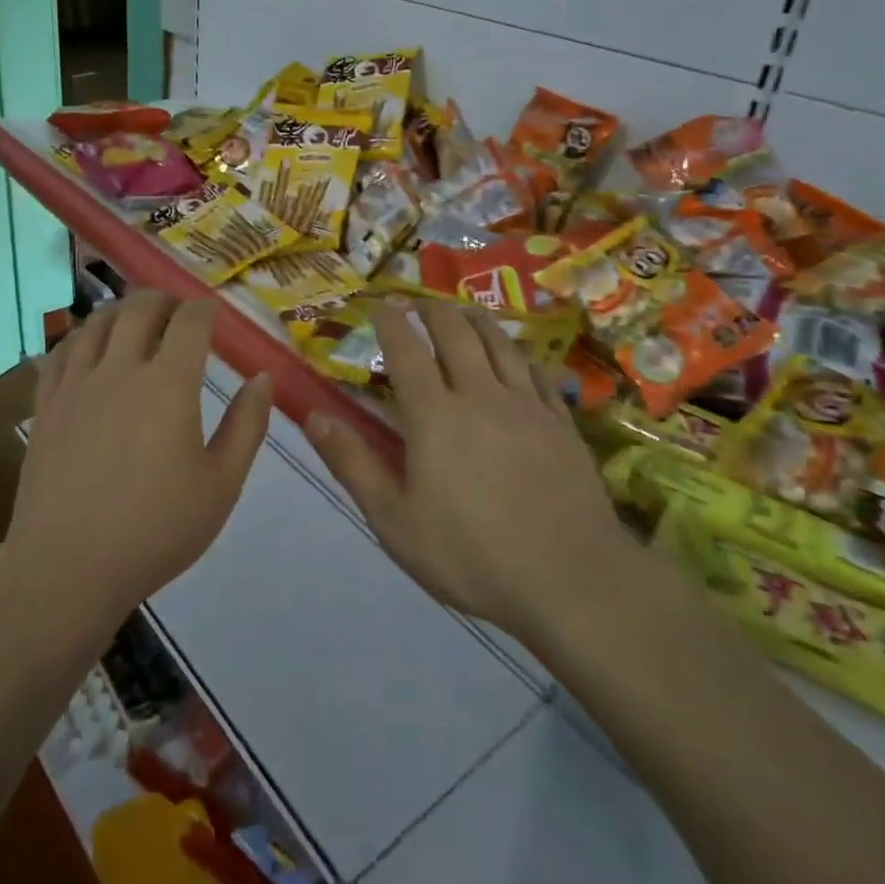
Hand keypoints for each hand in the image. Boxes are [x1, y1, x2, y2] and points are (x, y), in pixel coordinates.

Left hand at [10, 291, 272, 633]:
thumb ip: (247, 425)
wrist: (69, 566)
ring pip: (97, 321)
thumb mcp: (222, 484)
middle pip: (139, 307)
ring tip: (135, 320)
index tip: (213, 317)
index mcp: (169, 384)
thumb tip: (262, 377)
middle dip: (164, 299)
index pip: (189, 321)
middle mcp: (120, 369)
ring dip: (122, 310)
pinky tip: (89, 347)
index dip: (204, 310)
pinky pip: (61, 351)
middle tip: (177, 311)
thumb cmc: (156, 529)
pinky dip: (81, 336)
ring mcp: (76, 384)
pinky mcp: (46, 404)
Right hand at [302, 300, 638, 639]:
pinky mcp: (561, 423)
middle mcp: (480, 394)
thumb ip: (352, 463)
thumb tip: (313, 417)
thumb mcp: (394, 520)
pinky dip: (516, 352)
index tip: (375, 303)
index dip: (388, 319)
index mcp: (435, 414)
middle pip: (455, 332)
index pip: (406, 348)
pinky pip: (536, 371)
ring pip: (499, 342)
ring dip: (474, 319)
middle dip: (431, 309)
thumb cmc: (471, 555)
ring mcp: (527, 405)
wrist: (572, 580)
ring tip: (460, 312)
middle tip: (415, 304)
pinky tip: (514, 355)